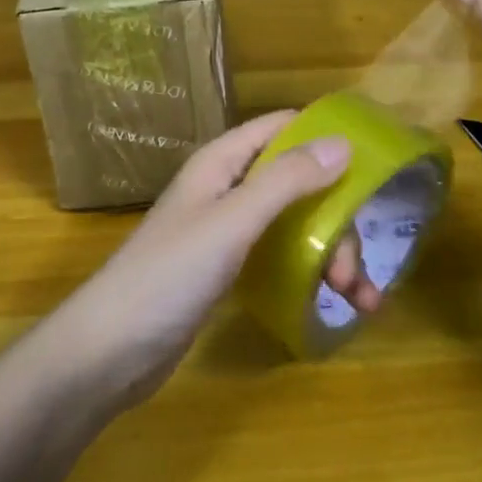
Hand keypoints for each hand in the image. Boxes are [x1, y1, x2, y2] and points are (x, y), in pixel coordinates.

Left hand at [51, 111, 380, 408]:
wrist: (109, 352)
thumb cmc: (169, 275)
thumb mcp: (232, 221)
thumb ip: (287, 181)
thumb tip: (344, 142)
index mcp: (222, 163)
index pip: (281, 128)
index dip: (324, 138)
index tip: (371, 164)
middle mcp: (227, 189)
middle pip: (297, 184)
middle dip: (335, 221)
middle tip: (351, 270)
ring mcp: (227, 232)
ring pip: (294, 224)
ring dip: (330, 254)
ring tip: (358, 300)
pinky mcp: (228, 270)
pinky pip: (280, 257)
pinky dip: (310, 274)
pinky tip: (333, 303)